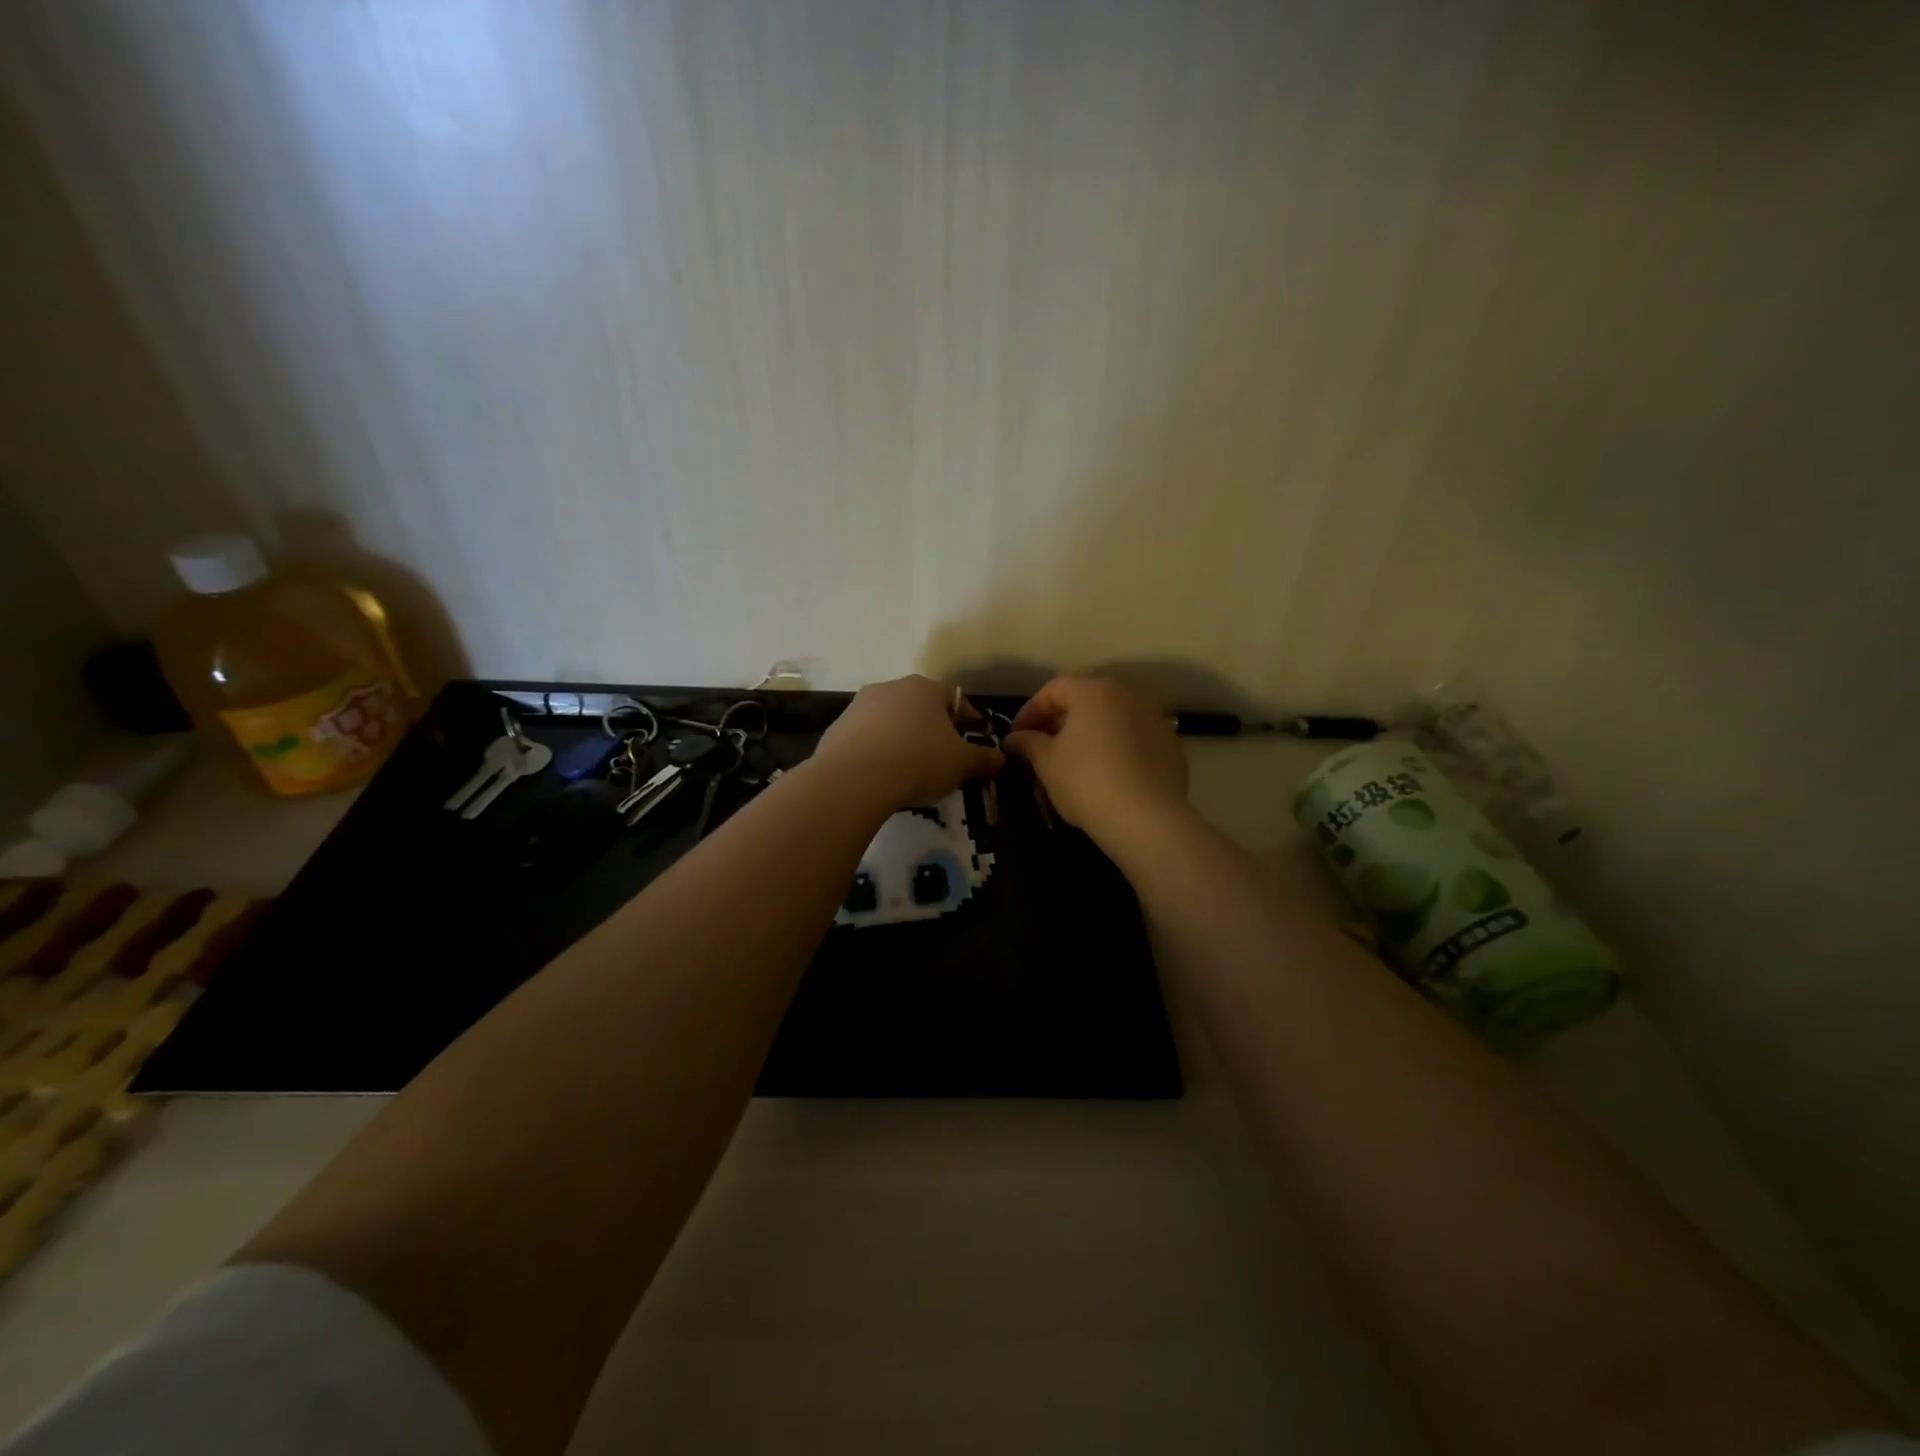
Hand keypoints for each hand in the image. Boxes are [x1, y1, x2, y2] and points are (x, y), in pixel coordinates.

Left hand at [813, 675, 1002, 810]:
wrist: (853, 780)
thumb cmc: (918, 762)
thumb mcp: (962, 764)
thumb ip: (984, 759)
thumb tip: (1000, 758)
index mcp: (924, 688)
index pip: (957, 700)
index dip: (971, 721)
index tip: (978, 741)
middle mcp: (890, 687)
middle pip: (921, 708)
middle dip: (935, 730)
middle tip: (945, 758)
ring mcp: (859, 706)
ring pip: (892, 722)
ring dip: (904, 739)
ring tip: (912, 770)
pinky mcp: (836, 729)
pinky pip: (867, 739)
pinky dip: (878, 752)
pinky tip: (882, 775)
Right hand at [1005, 675, 1188, 840]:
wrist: (1146, 819)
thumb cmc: (1086, 781)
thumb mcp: (1046, 762)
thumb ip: (1028, 743)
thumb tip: (1015, 738)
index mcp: (1094, 691)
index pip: (1054, 689)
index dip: (1030, 712)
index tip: (1016, 737)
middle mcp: (1128, 696)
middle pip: (1085, 703)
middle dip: (1059, 726)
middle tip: (1041, 753)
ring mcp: (1154, 720)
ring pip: (1110, 723)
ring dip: (1087, 739)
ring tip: (1071, 768)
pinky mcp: (1170, 747)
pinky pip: (1133, 742)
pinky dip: (1114, 752)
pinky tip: (1105, 779)